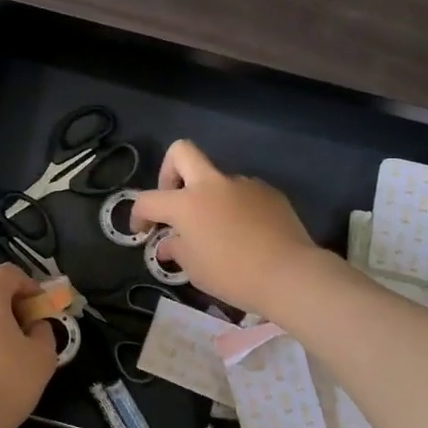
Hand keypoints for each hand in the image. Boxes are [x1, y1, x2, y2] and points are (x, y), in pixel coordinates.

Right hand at [131, 141, 319, 314]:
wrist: (289, 274)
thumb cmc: (233, 275)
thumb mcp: (194, 269)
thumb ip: (176, 249)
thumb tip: (167, 243)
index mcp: (186, 203)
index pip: (149, 200)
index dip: (138, 214)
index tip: (143, 231)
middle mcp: (212, 184)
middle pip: (182, 152)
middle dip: (169, 171)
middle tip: (174, 200)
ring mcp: (243, 184)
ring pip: (216, 178)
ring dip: (208, 196)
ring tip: (217, 229)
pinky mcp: (268, 192)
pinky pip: (242, 193)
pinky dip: (235, 207)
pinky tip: (245, 232)